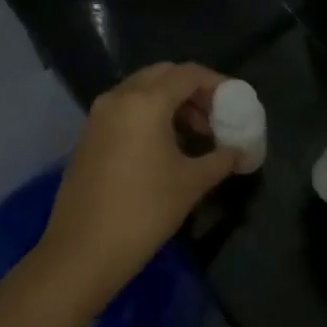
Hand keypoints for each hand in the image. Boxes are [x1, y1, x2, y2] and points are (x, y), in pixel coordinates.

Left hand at [33, 63, 241, 308]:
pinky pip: (125, 110)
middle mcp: (118, 98)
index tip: (236, 102)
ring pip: (141, 91)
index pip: (187, 74)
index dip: (216, 83)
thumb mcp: (191, 183)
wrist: (83, 252)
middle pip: (162, 75)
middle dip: (192, 91)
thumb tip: (243, 152)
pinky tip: (165, 148)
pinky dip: (149, 115)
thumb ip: (222, 159)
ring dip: (170, 103)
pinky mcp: (88, 136)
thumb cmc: (144, 211)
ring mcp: (98, 116)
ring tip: (195, 136)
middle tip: (215, 117)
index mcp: (145, 102)